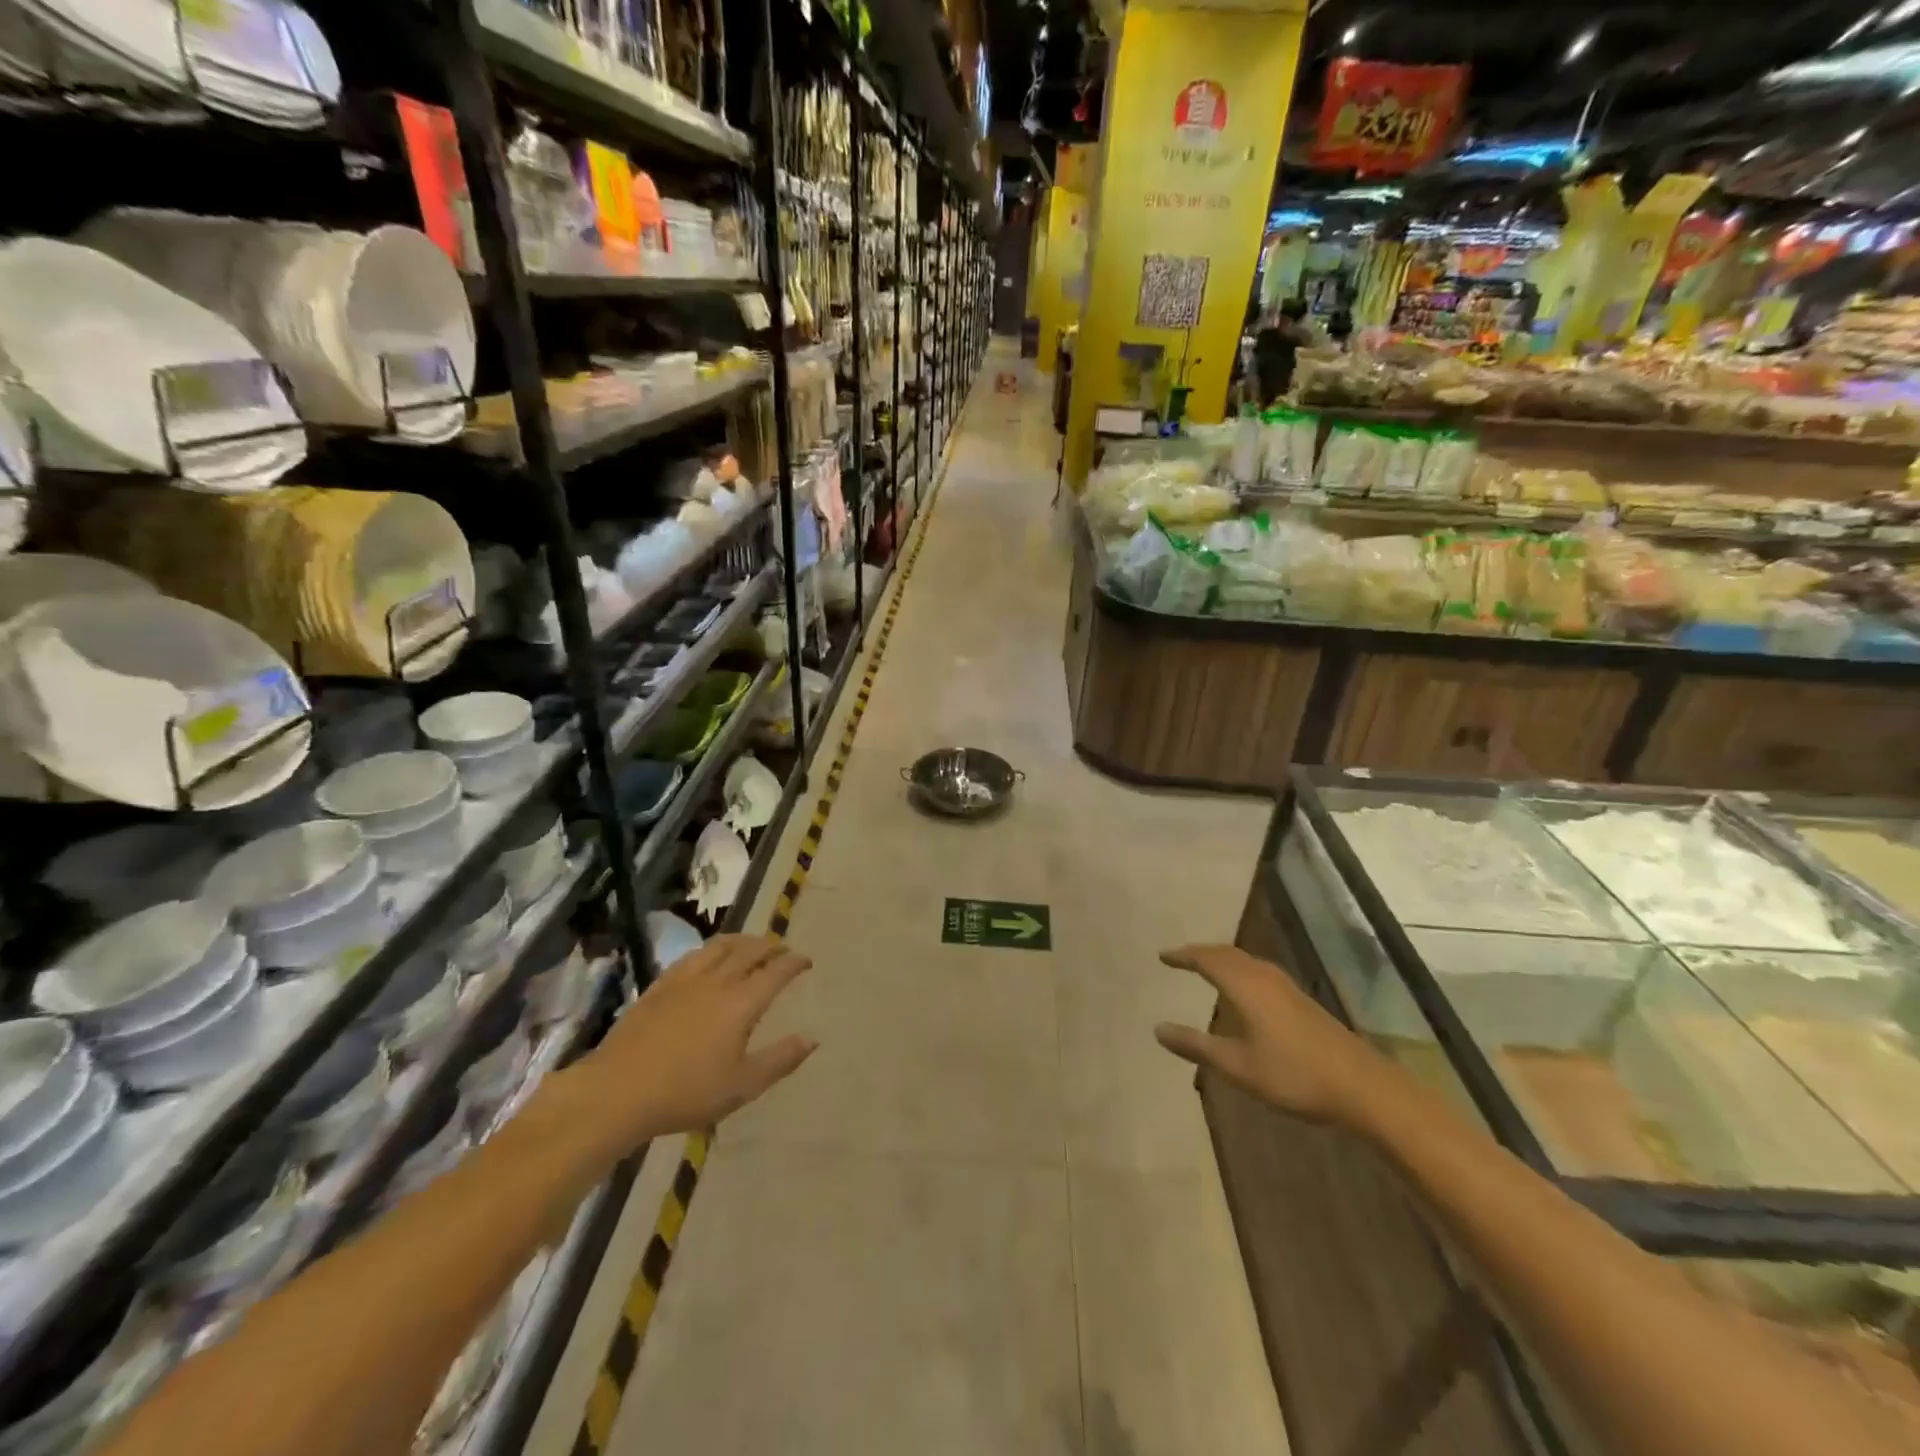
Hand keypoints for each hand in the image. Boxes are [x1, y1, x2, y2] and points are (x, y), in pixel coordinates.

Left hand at [569, 934, 815, 1148]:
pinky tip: (710, 958)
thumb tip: (812, 1039)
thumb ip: (780, 1060)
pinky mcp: (660, 985)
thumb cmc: (686, 1093)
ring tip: (751, 944)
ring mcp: (685, 979)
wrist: (617, 1091)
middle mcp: (717, 981)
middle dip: (771, 946)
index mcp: (742, 1002)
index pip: (776, 971)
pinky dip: (712, 949)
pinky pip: (694, 955)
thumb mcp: (742, 1086)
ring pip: (720, 946)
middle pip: (750, 951)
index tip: (806, 960)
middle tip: (782, 948)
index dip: (794, 962)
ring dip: (742, 940)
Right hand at [1153, 944, 1385, 1130]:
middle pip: (1226, 954)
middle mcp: (1264, 977)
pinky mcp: (1300, 1000)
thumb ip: (1197, 1046)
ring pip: (1245, 961)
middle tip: (1179, 957)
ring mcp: (1286, 987)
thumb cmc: (1294, 1074)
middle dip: (1201, 953)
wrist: (1362, 1086)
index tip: (1162, 956)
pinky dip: (1239, 970)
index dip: (1183, 956)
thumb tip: (1157, 1029)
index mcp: (1246, 986)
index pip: (1207, 959)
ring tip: (1204, 967)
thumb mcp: (1238, 1066)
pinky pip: (1258, 971)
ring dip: (1221, 960)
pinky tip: (1242, 990)